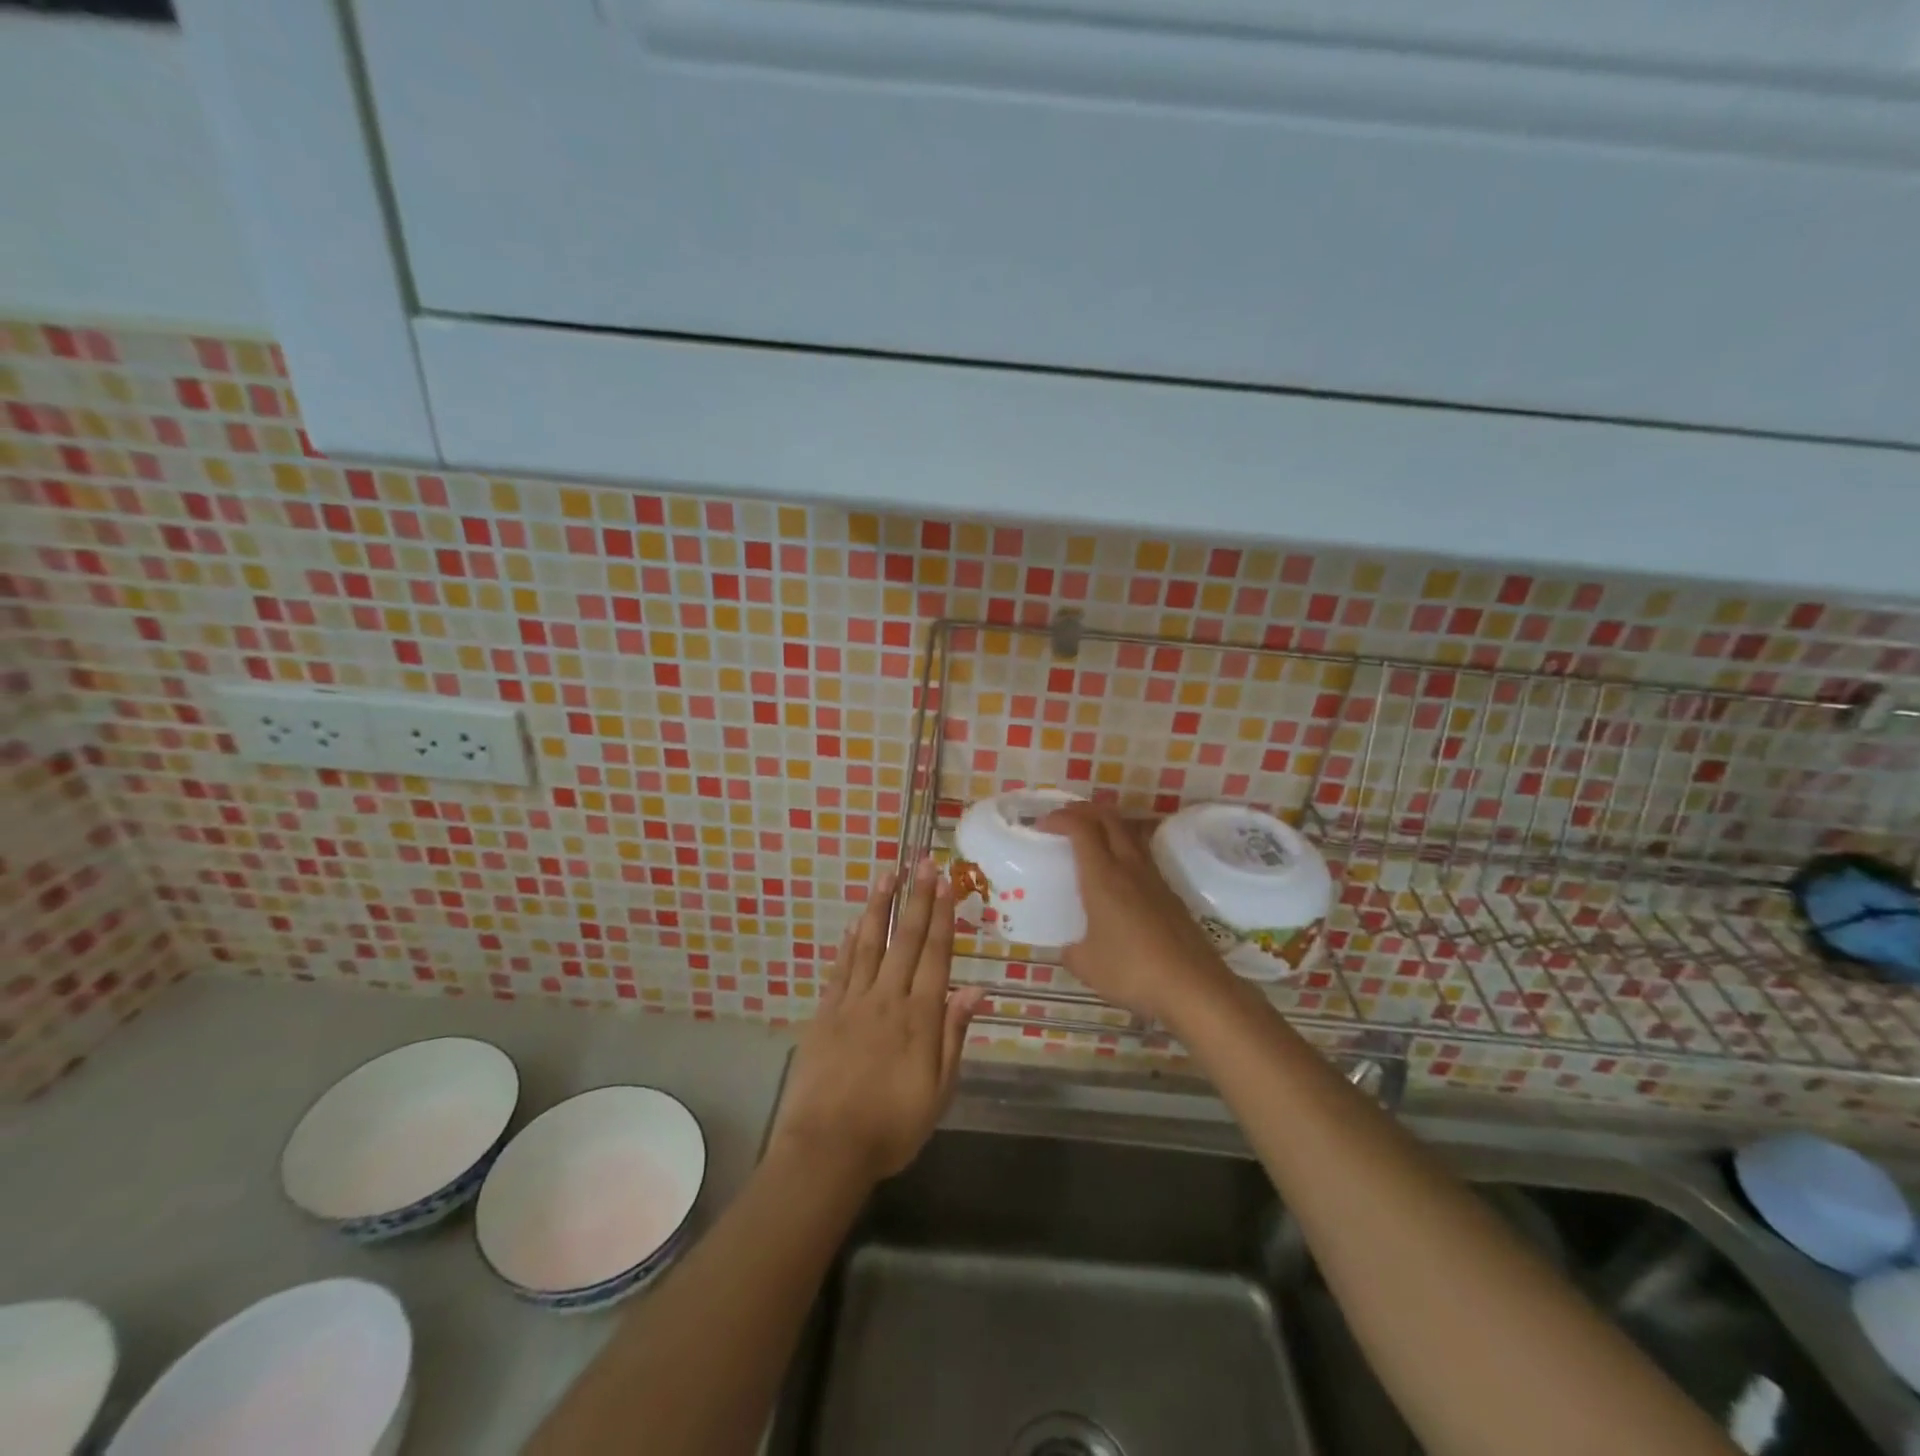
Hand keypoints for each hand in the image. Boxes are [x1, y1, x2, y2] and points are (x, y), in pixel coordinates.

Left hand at [768, 856, 983, 1188]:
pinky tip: (854, 924)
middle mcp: (887, 998)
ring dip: (879, 907)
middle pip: (904, 940)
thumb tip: (975, 991)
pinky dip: (848, 944)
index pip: (935, 955)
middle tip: (923, 863)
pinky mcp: (825, 1014)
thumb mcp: (939, 1092)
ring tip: (887, 876)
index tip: (946, 883)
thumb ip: (954, 1037)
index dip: (942, 917)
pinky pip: (840, 969)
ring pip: (868, 944)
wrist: (827, 1149)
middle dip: (916, 899)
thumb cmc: (892, 1127)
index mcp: (919, 1017)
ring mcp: (852, 1003)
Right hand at [1043, 801, 1234, 1023]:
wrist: (1193, 986)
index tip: (1042, 825)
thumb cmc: (1132, 970)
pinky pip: (1143, 857)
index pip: (1081, 828)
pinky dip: (1125, 851)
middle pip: (1109, 818)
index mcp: (1102, 877)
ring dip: (1108, 826)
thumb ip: (1071, 951)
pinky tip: (1119, 876)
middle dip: (1084, 811)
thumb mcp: (1086, 965)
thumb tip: (1070, 948)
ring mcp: (1154, 879)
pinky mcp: (1171, 894)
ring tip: (1091, 839)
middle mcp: (1129, 867)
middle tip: (1065, 820)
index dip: (1060, 818)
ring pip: (1130, 834)